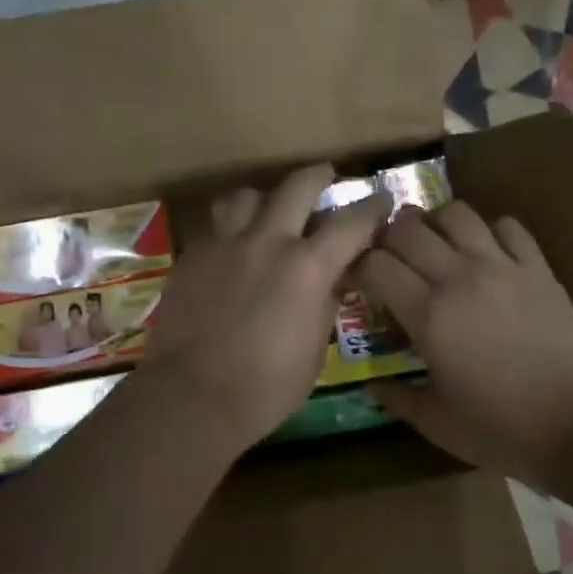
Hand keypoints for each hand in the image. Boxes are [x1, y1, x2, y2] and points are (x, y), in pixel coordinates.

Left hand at [137, 165, 389, 454]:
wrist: (191, 396)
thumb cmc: (265, 388)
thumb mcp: (314, 352)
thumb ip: (325, 306)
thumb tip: (331, 282)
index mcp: (307, 267)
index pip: (351, 222)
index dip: (372, 208)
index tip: (381, 201)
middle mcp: (267, 242)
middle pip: (297, 186)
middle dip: (318, 177)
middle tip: (326, 178)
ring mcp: (224, 245)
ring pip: (247, 196)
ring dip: (266, 199)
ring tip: (270, 212)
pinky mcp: (192, 257)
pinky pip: (216, 227)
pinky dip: (232, 229)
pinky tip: (234, 250)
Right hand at [359, 202, 572, 487]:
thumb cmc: (500, 430)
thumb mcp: (437, 422)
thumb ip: (397, 399)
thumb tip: (370, 387)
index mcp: (428, 316)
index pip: (376, 265)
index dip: (358, 266)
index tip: (356, 281)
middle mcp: (460, 279)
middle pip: (409, 229)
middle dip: (388, 238)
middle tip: (389, 259)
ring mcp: (504, 268)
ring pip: (458, 214)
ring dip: (436, 224)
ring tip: (435, 246)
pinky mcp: (540, 269)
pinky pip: (509, 227)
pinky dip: (490, 231)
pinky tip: (487, 253)